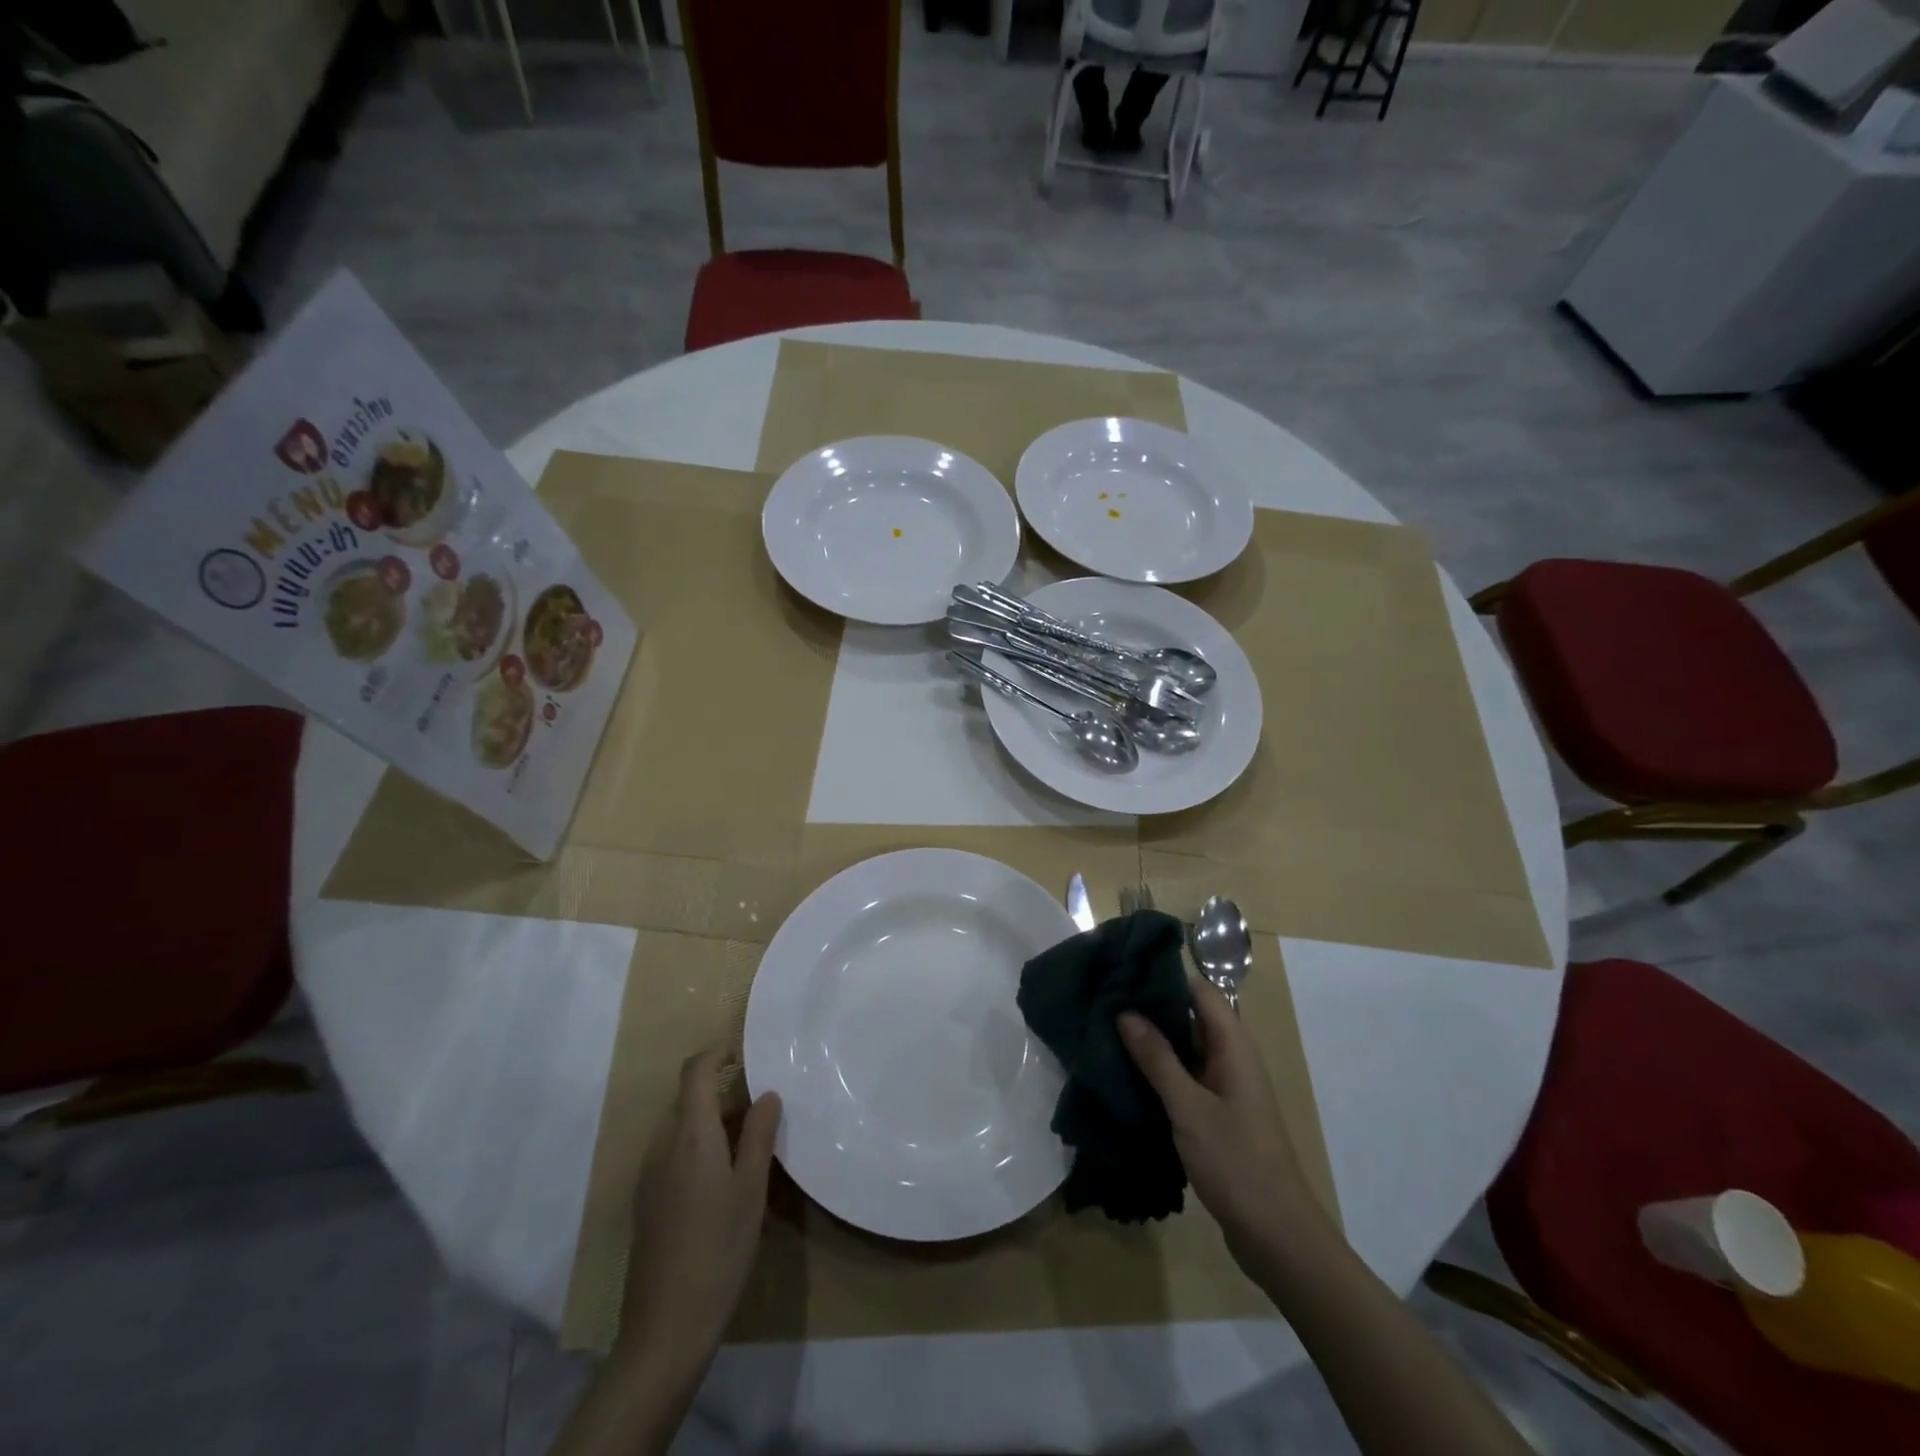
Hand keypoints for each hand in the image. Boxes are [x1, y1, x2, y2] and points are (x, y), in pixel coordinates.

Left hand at [618, 1046, 781, 1369]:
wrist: (666, 1328)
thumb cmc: (719, 1248)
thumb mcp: (751, 1188)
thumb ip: (758, 1134)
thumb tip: (766, 1094)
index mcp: (690, 1135)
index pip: (695, 1072)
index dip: (716, 1053)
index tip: (743, 1052)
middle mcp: (662, 1147)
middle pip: (689, 1100)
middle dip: (723, 1095)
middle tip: (762, 1111)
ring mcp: (649, 1177)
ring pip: (682, 1130)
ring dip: (712, 1125)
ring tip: (749, 1148)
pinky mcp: (646, 1204)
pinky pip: (673, 1156)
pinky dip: (698, 1150)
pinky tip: (723, 1184)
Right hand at [1119, 976, 1332, 1284]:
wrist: (1277, 1237)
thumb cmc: (1237, 1163)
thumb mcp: (1189, 1108)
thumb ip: (1157, 1058)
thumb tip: (1125, 1011)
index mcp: (1234, 1046)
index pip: (1200, 991)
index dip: (1165, 976)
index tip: (1123, 970)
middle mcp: (1231, 1059)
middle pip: (1190, 1017)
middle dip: (1150, 1007)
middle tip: (1103, 998)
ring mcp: (1224, 1088)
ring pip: (1184, 1049)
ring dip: (1151, 1041)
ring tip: (1104, 1029)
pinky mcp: (1215, 1114)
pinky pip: (1184, 1078)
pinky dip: (1158, 1071)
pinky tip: (1124, 1073)